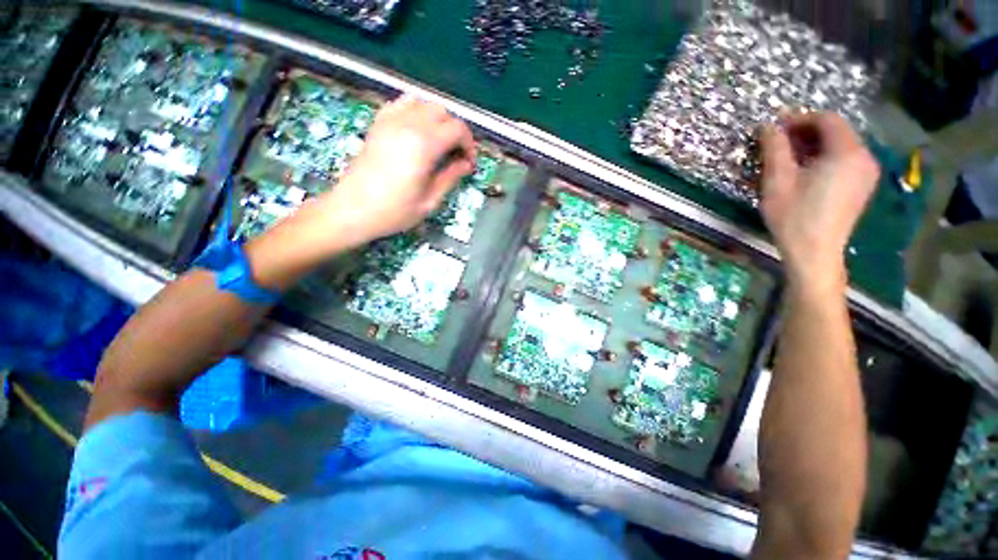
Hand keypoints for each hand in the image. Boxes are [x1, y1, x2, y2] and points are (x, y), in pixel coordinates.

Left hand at [315, 95, 476, 246]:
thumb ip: (450, 177)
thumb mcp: (430, 200)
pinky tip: (417, 131)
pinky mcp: (378, 124)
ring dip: (437, 119)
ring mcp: (390, 121)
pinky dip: (415, 112)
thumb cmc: (394, 211)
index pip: (457, 129)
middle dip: (456, 131)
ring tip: (439, 142)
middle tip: (456, 155)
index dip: (469, 145)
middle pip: (442, 111)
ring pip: (423, 102)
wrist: (353, 209)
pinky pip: (401, 104)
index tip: (469, 163)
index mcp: (424, 145)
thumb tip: (465, 164)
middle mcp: (408, 124)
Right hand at [759, 112, 879, 293]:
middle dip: (806, 132)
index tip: (775, 129)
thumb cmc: (794, 216)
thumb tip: (767, 126)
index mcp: (847, 152)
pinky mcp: (862, 187)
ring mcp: (867, 173)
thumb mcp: (778, 180)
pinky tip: (806, 172)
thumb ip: (774, 148)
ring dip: (814, 146)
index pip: (827, 120)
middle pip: (836, 131)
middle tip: (778, 143)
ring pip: (841, 146)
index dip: (799, 119)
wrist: (814, 252)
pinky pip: (845, 161)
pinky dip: (825, 158)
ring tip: (789, 158)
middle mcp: (864, 157)